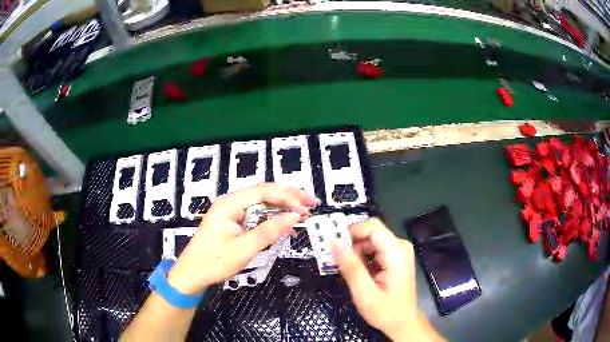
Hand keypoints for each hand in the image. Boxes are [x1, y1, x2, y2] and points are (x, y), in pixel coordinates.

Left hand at [167, 183, 319, 294]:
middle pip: (264, 192)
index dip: (287, 197)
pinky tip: (286, 225)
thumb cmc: (214, 261)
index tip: (306, 209)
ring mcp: (232, 212)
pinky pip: (257, 215)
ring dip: (283, 207)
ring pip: (262, 203)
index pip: (264, 191)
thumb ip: (269, 231)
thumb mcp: (244, 248)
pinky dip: (273, 218)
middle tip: (312, 203)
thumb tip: (295, 216)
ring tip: (304, 212)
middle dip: (289, 196)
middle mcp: (231, 202)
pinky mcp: (233, 222)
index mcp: (230, 203)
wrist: (192, 275)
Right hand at [331, 219, 442, 340]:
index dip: (351, 232)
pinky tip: (358, 274)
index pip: (372, 227)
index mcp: (396, 252)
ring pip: (371, 241)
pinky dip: (363, 258)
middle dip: (351, 244)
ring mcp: (399, 252)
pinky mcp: (395, 258)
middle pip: (371, 233)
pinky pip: (375, 250)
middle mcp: (400, 246)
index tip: (334, 245)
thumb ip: (350, 266)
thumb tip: (334, 242)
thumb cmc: (386, 311)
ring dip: (356, 252)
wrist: (403, 323)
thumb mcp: (364, 293)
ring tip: (346, 270)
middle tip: (336, 261)